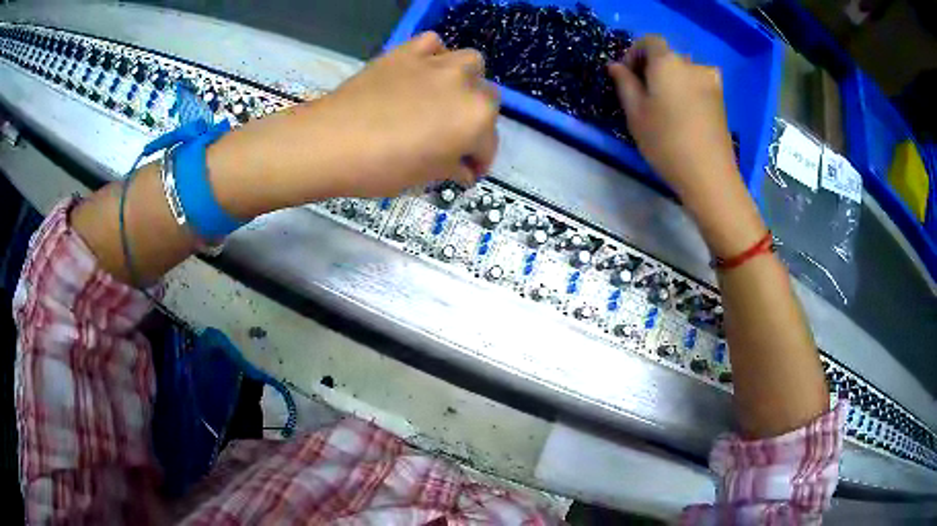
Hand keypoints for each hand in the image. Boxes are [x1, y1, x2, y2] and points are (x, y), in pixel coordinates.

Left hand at [319, 31, 499, 194]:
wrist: (331, 141)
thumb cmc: (382, 168)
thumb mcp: (426, 177)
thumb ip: (454, 168)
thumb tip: (464, 169)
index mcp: (476, 119)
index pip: (488, 144)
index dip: (479, 161)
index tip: (466, 171)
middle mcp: (466, 85)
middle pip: (486, 100)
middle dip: (475, 121)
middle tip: (453, 138)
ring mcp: (437, 63)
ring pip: (470, 64)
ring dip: (466, 81)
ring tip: (446, 97)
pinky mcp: (407, 51)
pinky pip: (433, 44)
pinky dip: (434, 56)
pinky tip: (423, 71)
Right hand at [608, 36, 737, 199]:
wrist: (709, 175)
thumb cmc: (666, 142)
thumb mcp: (635, 113)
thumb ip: (624, 83)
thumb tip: (616, 66)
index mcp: (668, 62)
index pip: (650, 41)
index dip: (635, 53)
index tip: (627, 76)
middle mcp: (692, 64)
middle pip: (668, 56)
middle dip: (653, 68)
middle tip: (643, 94)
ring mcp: (711, 82)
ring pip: (684, 71)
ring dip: (671, 80)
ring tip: (663, 107)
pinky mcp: (721, 99)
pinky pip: (697, 85)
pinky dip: (686, 91)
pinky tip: (682, 115)